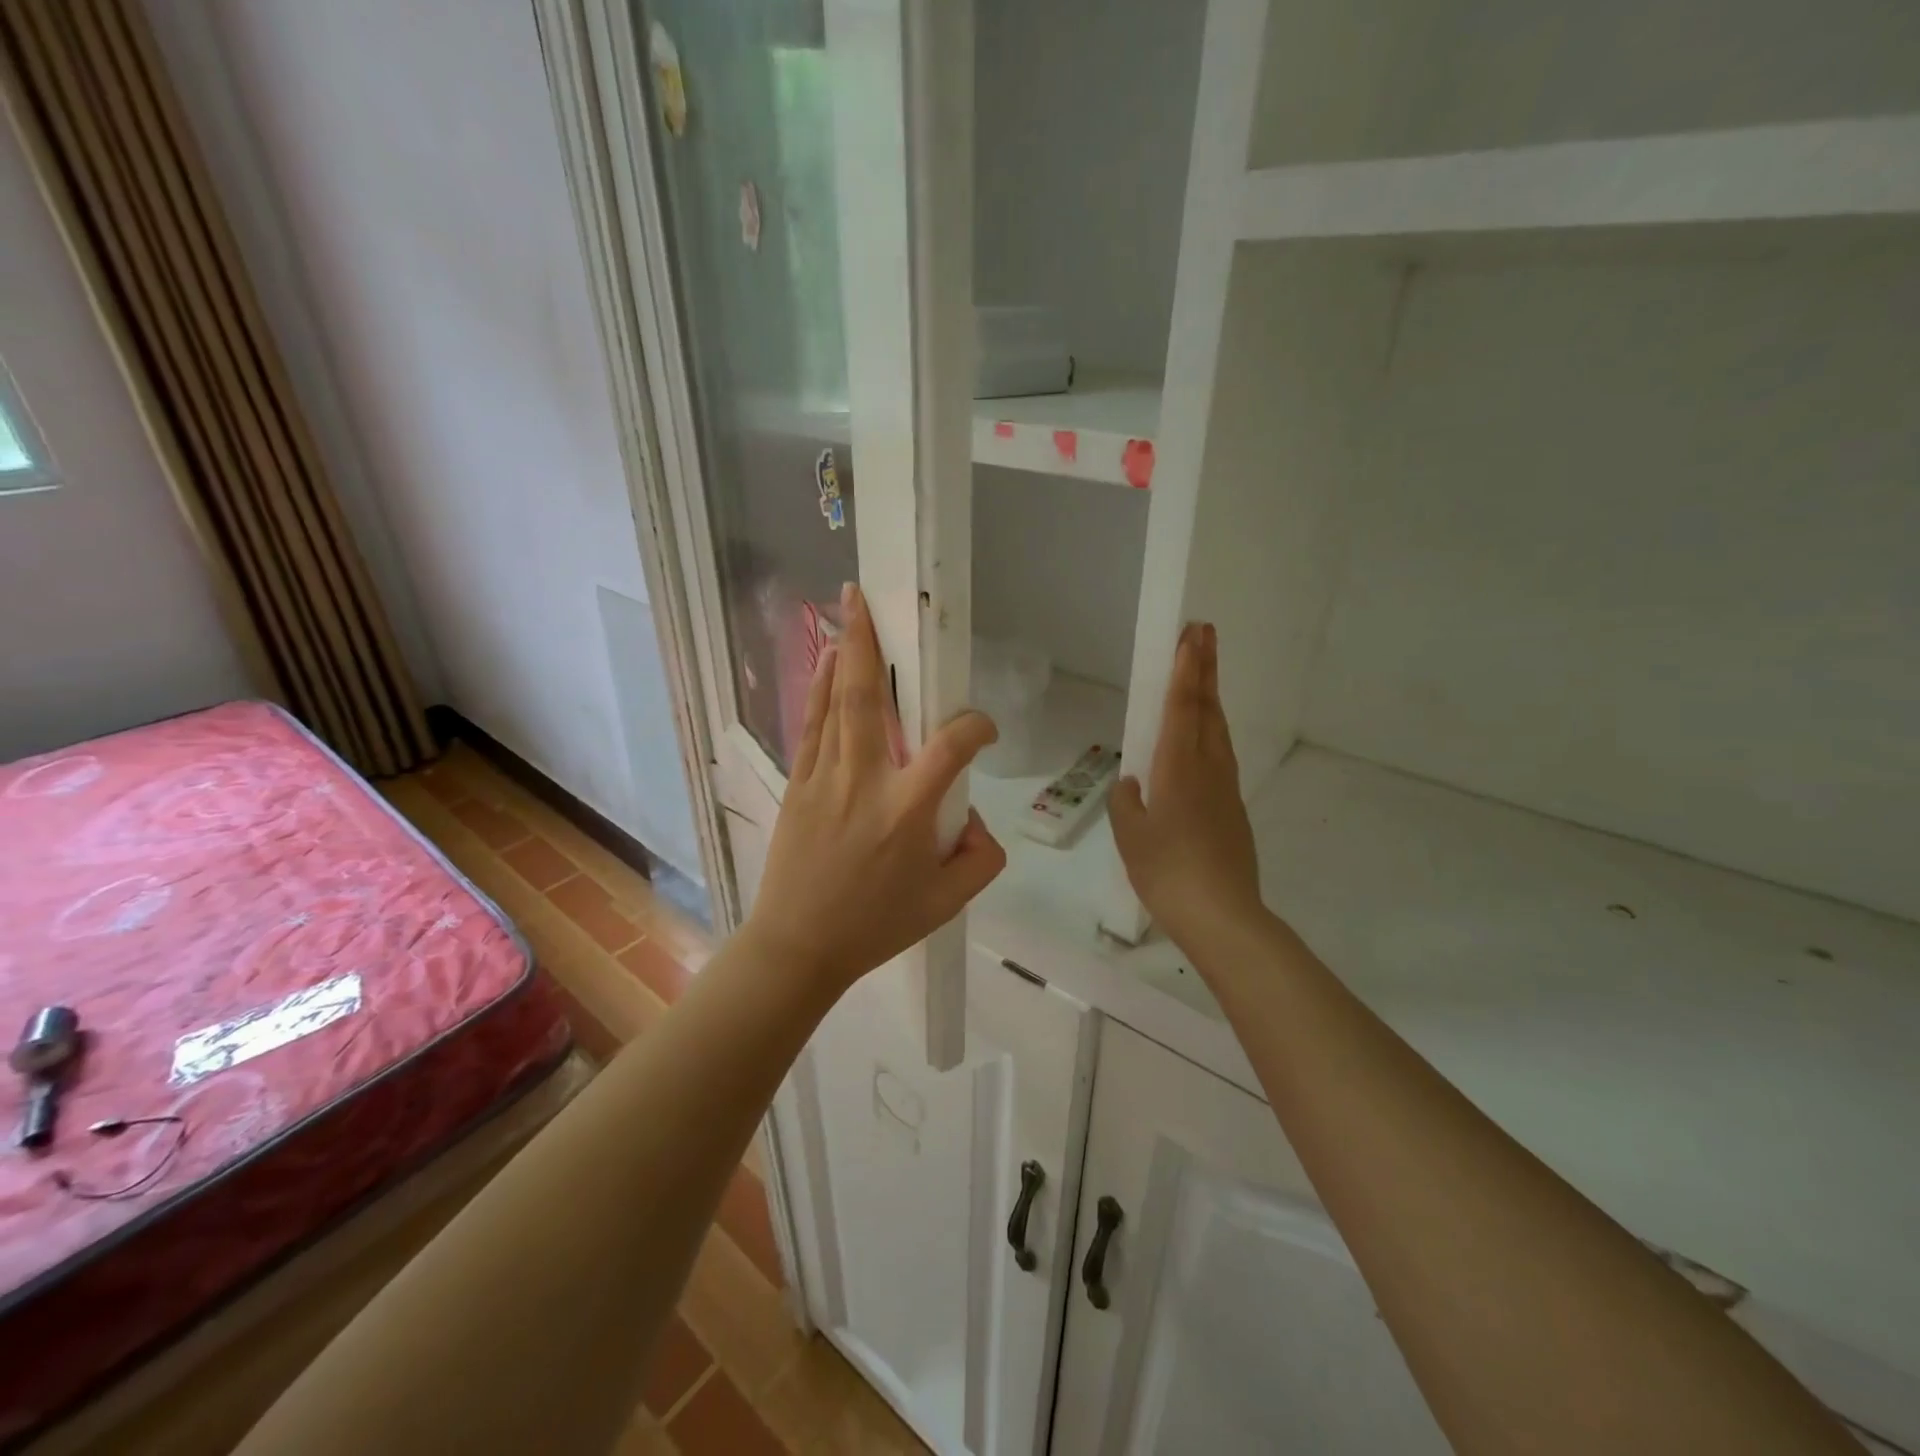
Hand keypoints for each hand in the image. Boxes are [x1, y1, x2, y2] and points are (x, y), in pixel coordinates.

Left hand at [745, 583, 1006, 993]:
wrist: (798, 946)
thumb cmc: (876, 926)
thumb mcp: (948, 904)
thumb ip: (981, 858)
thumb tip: (975, 820)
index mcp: (907, 811)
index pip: (950, 746)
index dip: (975, 727)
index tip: (984, 732)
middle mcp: (864, 782)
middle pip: (868, 699)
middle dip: (869, 643)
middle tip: (866, 598)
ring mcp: (825, 779)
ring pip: (835, 704)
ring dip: (844, 655)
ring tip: (847, 612)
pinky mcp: (799, 785)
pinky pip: (813, 726)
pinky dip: (820, 690)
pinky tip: (826, 664)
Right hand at [1110, 623, 1266, 952]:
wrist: (1221, 914)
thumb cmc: (1167, 871)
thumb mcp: (1130, 835)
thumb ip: (1127, 802)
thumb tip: (1133, 784)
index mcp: (1179, 768)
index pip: (1182, 707)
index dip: (1186, 669)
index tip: (1193, 635)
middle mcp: (1208, 768)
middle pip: (1207, 709)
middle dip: (1205, 669)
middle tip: (1204, 634)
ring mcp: (1226, 788)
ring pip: (1218, 731)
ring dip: (1210, 698)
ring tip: (1203, 677)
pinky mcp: (1233, 809)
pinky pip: (1220, 757)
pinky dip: (1211, 732)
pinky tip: (1202, 742)